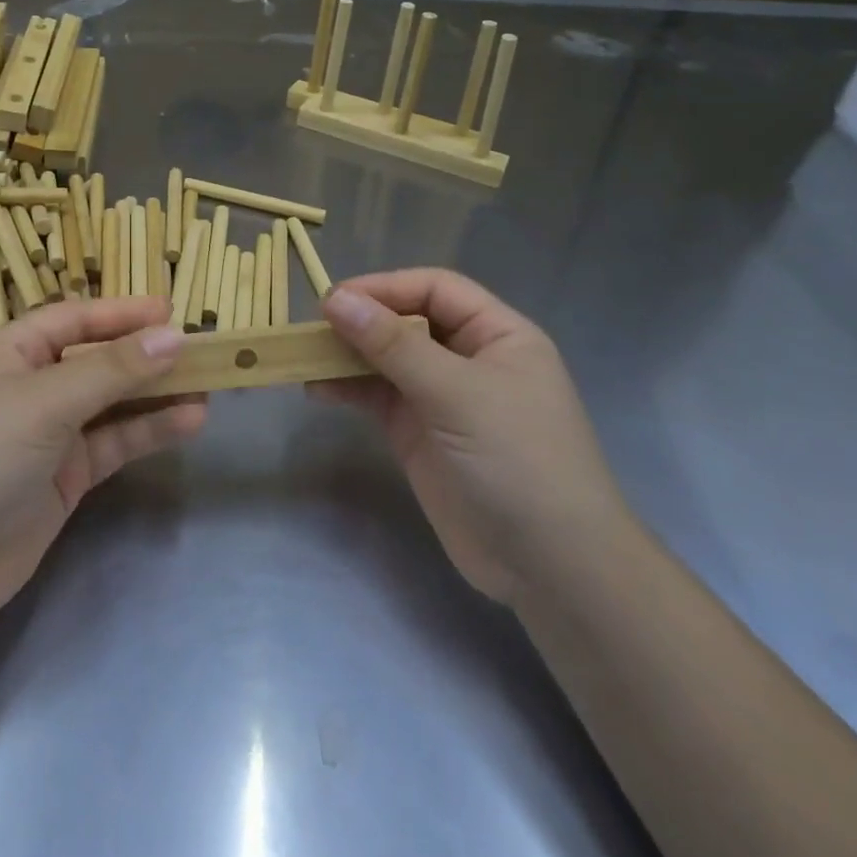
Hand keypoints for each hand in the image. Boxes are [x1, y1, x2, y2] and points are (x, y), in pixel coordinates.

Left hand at [0, 297, 206, 621]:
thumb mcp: (46, 401)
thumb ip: (112, 369)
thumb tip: (173, 336)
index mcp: (11, 351)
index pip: (74, 319)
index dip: (121, 313)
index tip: (171, 311)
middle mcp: (30, 386)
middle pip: (97, 360)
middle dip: (144, 355)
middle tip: (201, 349)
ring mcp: (48, 433)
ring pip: (111, 403)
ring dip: (155, 394)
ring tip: (208, 385)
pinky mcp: (65, 476)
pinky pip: (113, 442)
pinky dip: (148, 432)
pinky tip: (189, 422)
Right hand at [319, 270, 631, 604]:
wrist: (550, 569)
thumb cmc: (517, 461)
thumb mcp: (456, 393)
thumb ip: (393, 345)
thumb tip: (335, 299)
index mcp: (497, 335)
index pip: (435, 289)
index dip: (386, 288)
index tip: (334, 299)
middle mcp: (468, 358)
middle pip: (406, 321)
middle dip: (361, 321)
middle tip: (312, 328)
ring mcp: (442, 398)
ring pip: (385, 359)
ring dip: (347, 355)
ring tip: (306, 358)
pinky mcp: (419, 433)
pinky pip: (377, 397)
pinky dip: (347, 389)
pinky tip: (317, 390)